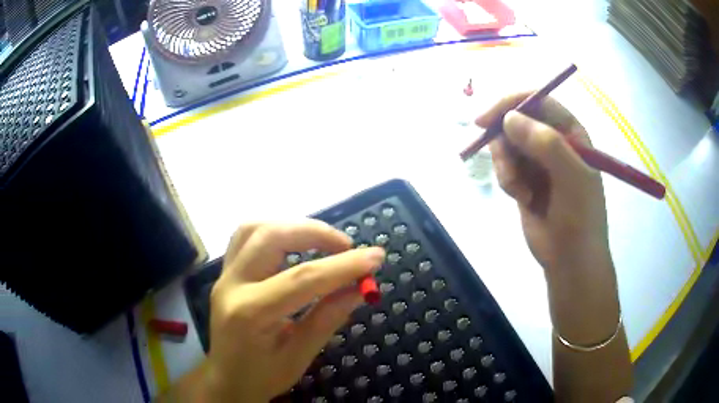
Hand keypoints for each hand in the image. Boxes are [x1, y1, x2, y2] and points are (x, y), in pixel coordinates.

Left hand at [204, 221, 384, 401]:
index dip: (344, 266)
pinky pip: (245, 236)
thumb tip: (360, 288)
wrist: (226, 380)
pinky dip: (275, 230)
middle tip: (347, 246)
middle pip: (272, 238)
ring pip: (255, 228)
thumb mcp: (300, 356)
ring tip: (323, 241)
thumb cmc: (262, 376)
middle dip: (315, 233)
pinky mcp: (225, 272)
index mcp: (250, 314)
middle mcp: (232, 285)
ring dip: (293, 226)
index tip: (376, 257)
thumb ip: (328, 318)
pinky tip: (294, 243)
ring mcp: (224, 275)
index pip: (303, 279)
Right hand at [477, 94, 609, 274]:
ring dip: (505, 165)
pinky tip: (520, 198)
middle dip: (505, 141)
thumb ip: (545, 143)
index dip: (512, 103)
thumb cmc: (579, 217)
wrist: (570, 259)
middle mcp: (552, 141)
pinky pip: (504, 166)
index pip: (538, 101)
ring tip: (518, 190)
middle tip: (503, 162)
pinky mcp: (524, 179)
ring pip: (506, 145)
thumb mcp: (571, 177)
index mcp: (570, 132)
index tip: (486, 118)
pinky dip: (506, 180)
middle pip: (516, 121)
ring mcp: (537, 161)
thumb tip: (507, 119)